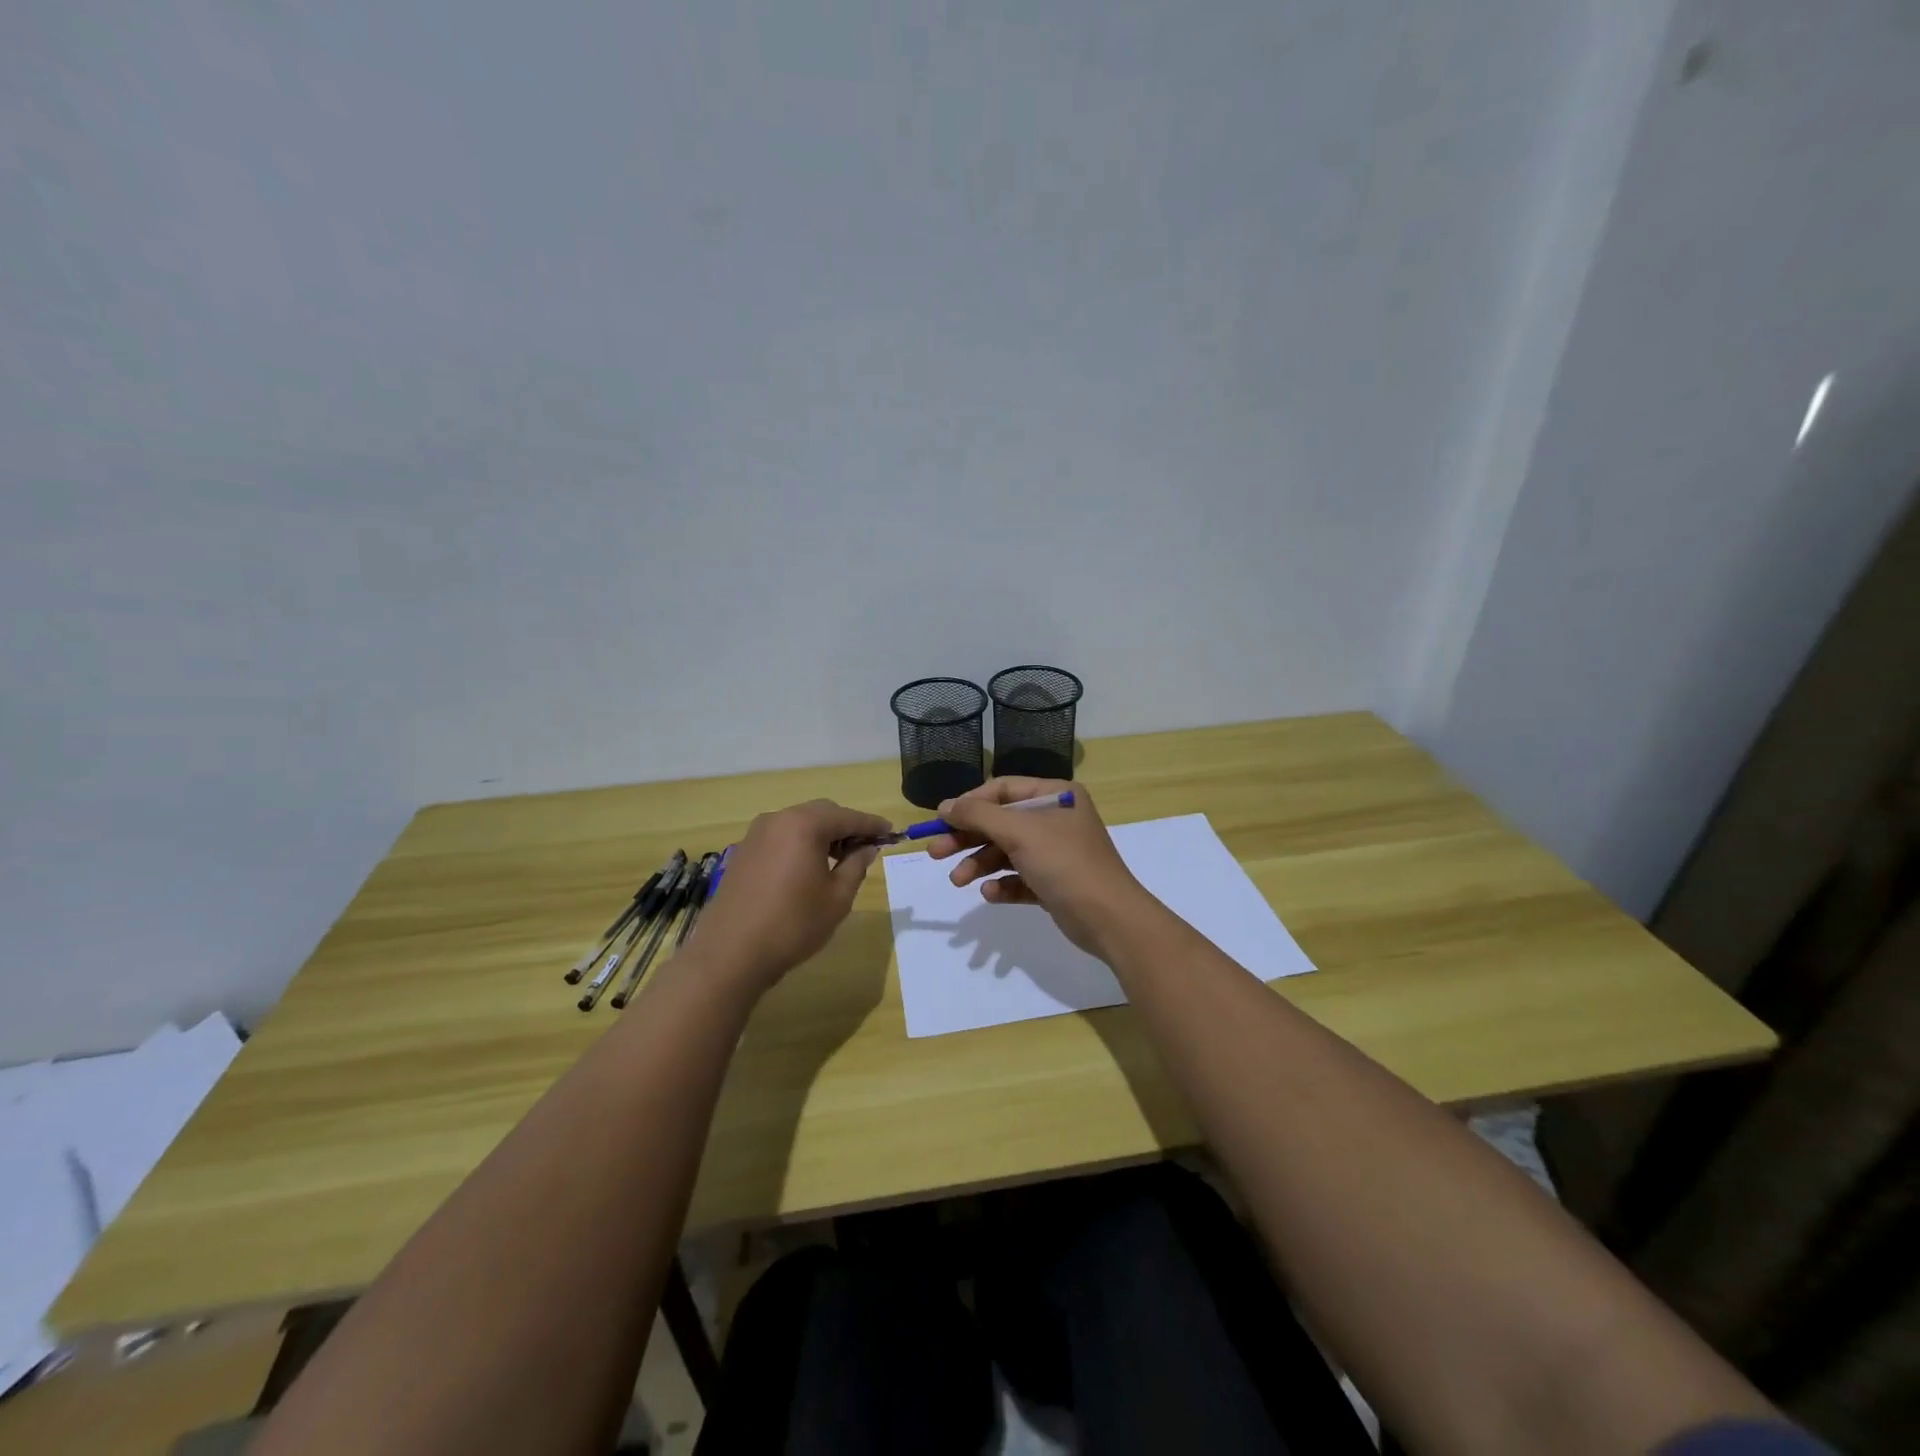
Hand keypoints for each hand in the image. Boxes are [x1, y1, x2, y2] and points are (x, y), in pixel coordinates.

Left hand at [688, 800, 890, 993]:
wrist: (730, 953)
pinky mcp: (743, 852)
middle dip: (846, 826)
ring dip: (822, 835)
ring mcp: (756, 834)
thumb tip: (867, 848)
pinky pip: (780, 837)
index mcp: (804, 825)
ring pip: (799, 823)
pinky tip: (807, 869)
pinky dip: (800, 844)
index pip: (848, 817)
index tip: (891, 833)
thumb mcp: (837, 898)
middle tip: (865, 849)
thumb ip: (856, 865)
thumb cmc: (793, 925)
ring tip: (838, 861)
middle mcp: (778, 819)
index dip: (872, 825)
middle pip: (822, 812)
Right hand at [922, 779, 1152, 956]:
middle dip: (967, 838)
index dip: (970, 803)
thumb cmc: (1065, 863)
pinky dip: (1001, 884)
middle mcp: (1055, 819)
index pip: (1003, 789)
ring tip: (959, 880)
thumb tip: (945, 805)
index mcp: (1055, 795)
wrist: (1109, 919)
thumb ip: (979, 815)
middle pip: (1000, 822)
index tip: (941, 820)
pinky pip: (1018, 878)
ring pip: (1005, 852)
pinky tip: (990, 894)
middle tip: (935, 852)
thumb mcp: (1019, 832)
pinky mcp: (1053, 883)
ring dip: (979, 864)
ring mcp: (1055, 852)